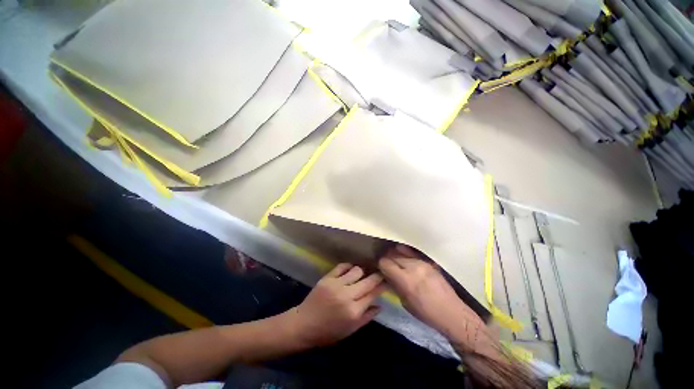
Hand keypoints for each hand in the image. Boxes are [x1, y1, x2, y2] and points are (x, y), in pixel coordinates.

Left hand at [289, 263, 384, 346]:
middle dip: (377, 275)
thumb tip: (380, 305)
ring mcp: (336, 284)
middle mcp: (347, 295)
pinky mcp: (327, 278)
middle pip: (368, 280)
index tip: (388, 280)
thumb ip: (367, 317)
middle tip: (381, 272)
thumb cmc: (328, 332)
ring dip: (362, 271)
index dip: (383, 285)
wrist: (304, 325)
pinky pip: (342, 266)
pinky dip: (349, 266)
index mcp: (354, 311)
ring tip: (363, 273)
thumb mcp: (350, 330)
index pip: (373, 293)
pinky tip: (351, 269)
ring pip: (356, 270)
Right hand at [378, 245, 481, 335]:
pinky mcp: (429, 261)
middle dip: (387, 259)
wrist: (452, 312)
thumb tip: (386, 275)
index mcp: (406, 280)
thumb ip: (394, 285)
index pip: (385, 263)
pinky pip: (412, 252)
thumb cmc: (426, 313)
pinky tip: (403, 254)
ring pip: (401, 252)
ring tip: (395, 260)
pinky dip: (405, 252)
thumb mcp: (405, 302)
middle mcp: (413, 267)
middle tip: (386, 265)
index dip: (380, 265)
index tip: (380, 269)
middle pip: (392, 255)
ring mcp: (422, 262)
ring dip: (395, 255)